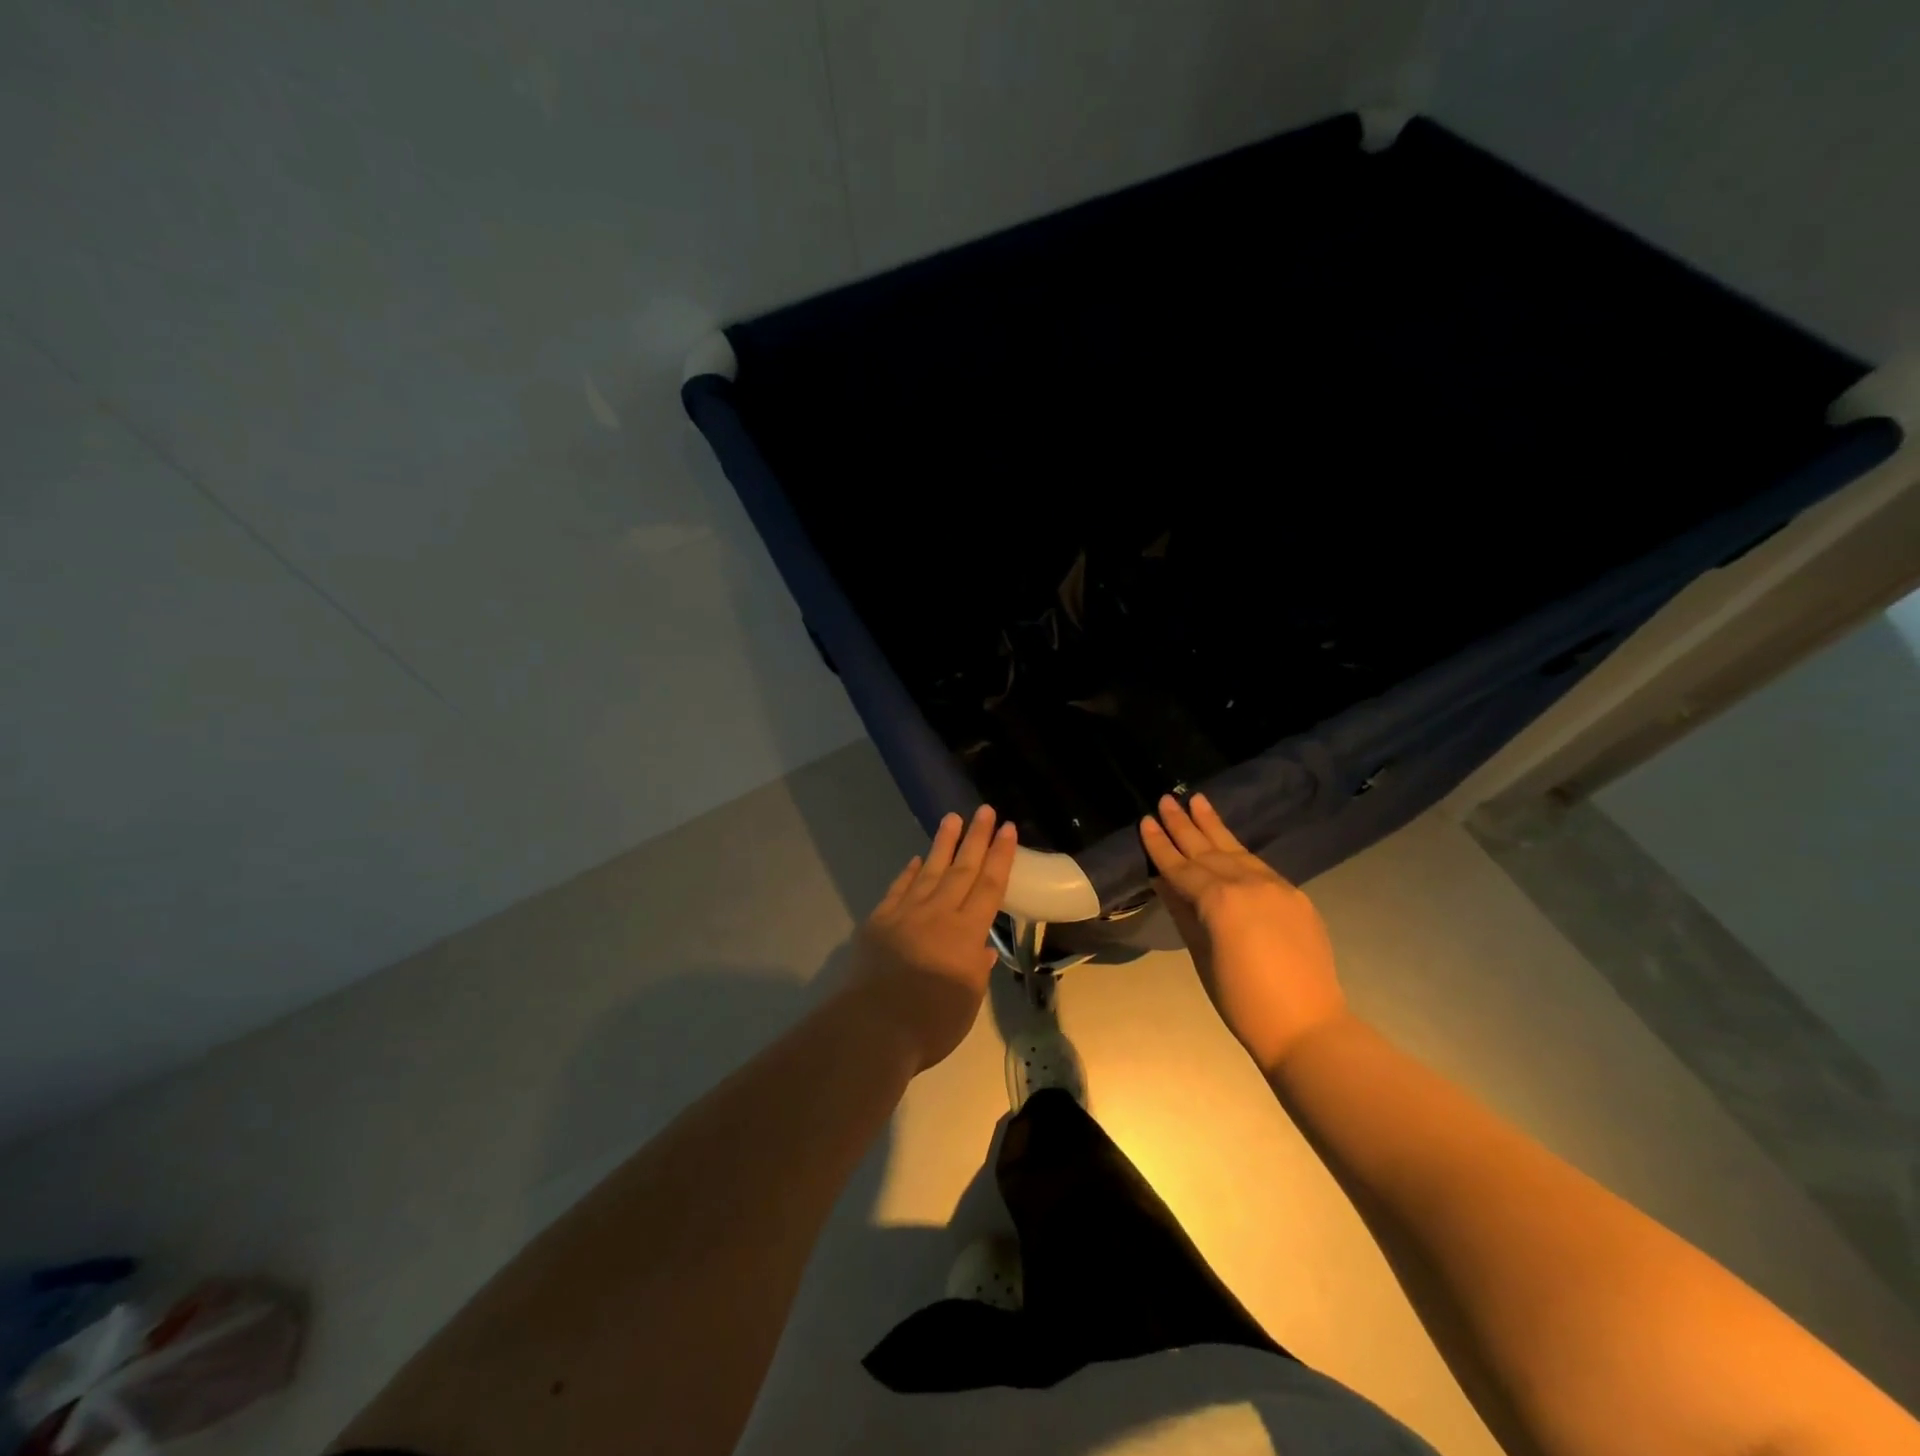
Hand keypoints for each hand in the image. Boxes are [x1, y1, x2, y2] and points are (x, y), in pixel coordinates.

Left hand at [845, 806, 1016, 1072]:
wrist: (872, 1027)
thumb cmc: (930, 1022)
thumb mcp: (967, 1002)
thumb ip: (975, 971)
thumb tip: (981, 949)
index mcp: (966, 933)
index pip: (990, 886)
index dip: (1000, 856)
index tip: (1007, 829)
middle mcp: (939, 914)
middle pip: (962, 869)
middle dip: (976, 838)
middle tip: (984, 810)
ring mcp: (906, 913)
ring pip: (929, 870)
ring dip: (943, 844)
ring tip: (952, 818)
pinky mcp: (879, 921)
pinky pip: (898, 889)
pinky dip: (908, 873)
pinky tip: (915, 860)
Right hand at [1140, 793, 1347, 1072]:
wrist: (1306, 1025)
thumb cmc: (1241, 1000)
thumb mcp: (1201, 955)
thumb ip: (1183, 912)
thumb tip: (1165, 883)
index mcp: (1219, 900)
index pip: (1182, 867)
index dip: (1160, 845)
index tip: (1145, 821)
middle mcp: (1247, 883)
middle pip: (1208, 849)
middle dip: (1184, 825)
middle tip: (1167, 799)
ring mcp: (1276, 887)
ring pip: (1237, 850)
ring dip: (1214, 826)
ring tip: (1197, 800)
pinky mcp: (1295, 896)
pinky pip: (1259, 866)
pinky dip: (1239, 851)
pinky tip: (1228, 842)